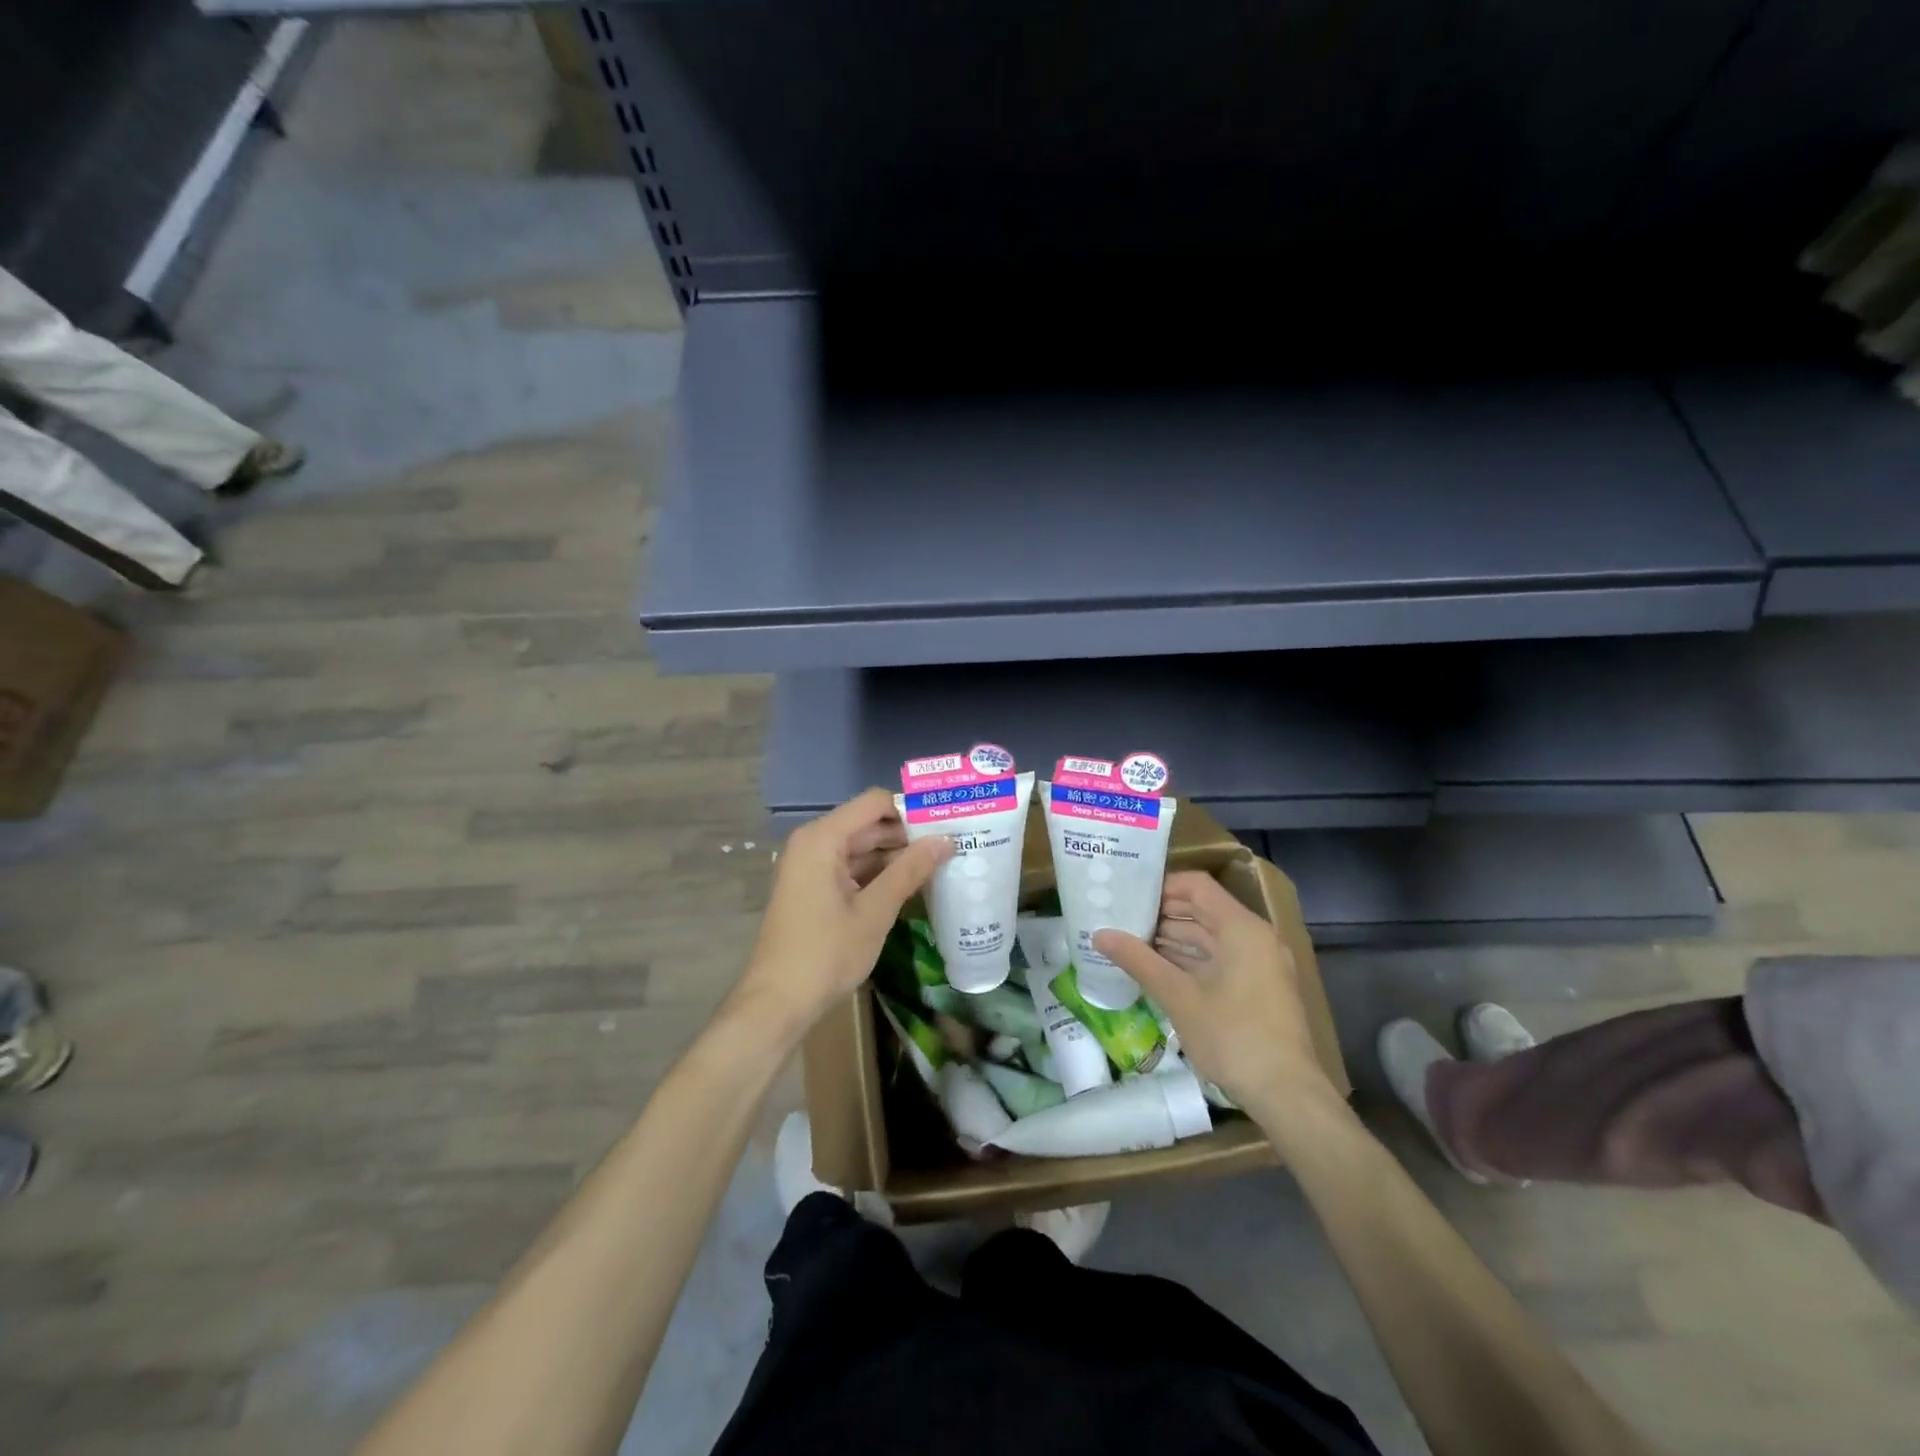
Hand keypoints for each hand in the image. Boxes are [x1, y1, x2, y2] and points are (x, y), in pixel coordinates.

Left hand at [735, 787, 952, 1034]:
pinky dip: (878, 875)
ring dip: (896, 857)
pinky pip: (850, 869)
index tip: (945, 823)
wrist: (776, 1003)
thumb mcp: (874, 911)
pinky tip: (910, 887)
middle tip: (952, 845)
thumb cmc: (825, 953)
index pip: (874, 803)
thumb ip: (909, 870)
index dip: (910, 810)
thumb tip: (945, 839)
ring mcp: (810, 868)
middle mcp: (813, 844)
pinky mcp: (813, 890)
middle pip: (868, 825)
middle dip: (907, 834)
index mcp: (822, 839)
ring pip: (861, 849)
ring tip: (940, 864)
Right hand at [1094, 871, 1335, 1114]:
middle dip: (1162, 914)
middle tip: (1121, 919)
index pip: (1196, 886)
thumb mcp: (1179, 997)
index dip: (1161, 887)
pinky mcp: (1259, 987)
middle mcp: (1255, 937)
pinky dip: (1191, 960)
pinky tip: (1158, 970)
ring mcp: (1260, 963)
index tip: (1128, 897)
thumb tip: (1099, 934)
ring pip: (1210, 937)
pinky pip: (1220, 959)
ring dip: (1173, 939)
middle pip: (1203, 909)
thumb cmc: (1232, 1037)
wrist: (1287, 1094)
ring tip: (1131, 943)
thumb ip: (1138, 960)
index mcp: (1241, 928)